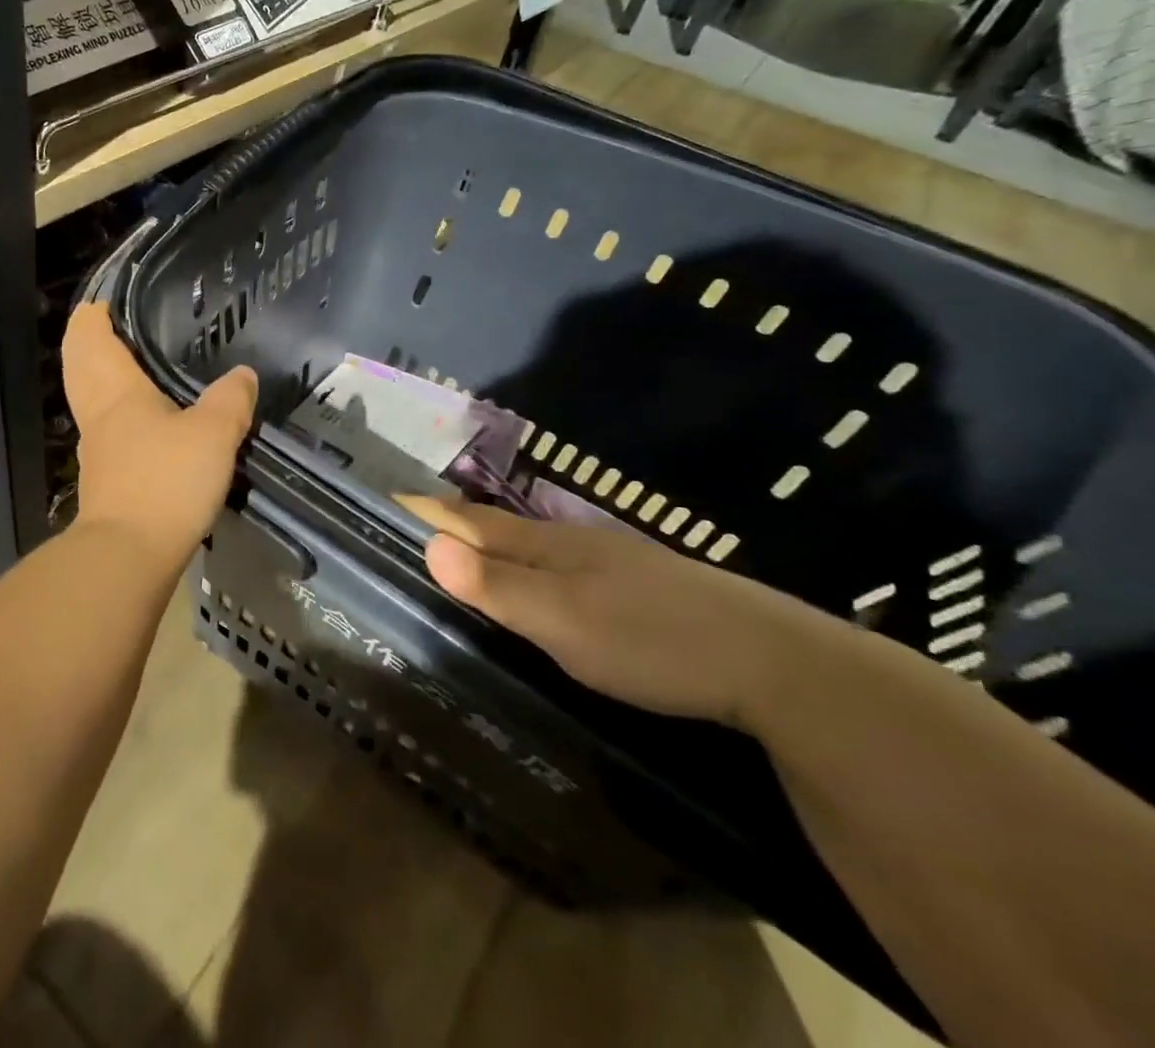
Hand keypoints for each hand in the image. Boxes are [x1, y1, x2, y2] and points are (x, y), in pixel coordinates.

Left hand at [63, 304, 257, 566]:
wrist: (128, 554)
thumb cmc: (166, 480)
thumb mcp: (213, 434)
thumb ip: (230, 400)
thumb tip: (243, 374)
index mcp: (118, 393)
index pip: (95, 343)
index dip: (91, 320)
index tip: (96, 303)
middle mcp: (99, 416)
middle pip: (81, 370)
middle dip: (82, 345)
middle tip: (93, 325)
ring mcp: (98, 452)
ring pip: (88, 402)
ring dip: (93, 379)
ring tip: (116, 368)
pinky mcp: (106, 484)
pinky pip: (104, 434)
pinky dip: (110, 415)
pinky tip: (134, 426)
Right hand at [398, 496, 848, 729]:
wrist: (773, 662)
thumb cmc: (652, 639)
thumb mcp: (564, 622)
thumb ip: (497, 588)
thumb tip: (427, 546)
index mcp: (548, 544)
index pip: (472, 521)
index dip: (429, 512)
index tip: (389, 499)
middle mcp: (573, 542)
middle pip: (500, 528)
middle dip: (454, 524)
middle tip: (411, 527)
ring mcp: (611, 562)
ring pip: (535, 547)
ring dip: (492, 545)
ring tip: (462, 552)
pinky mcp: (639, 587)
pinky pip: (563, 566)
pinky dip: (531, 567)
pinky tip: (541, 585)